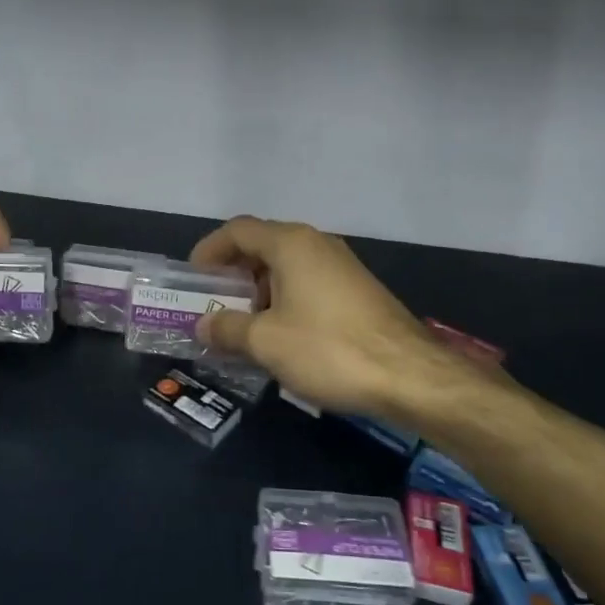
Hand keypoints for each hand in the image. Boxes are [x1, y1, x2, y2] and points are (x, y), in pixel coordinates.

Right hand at [189, 215, 486, 420]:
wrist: (410, 374)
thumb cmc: (328, 348)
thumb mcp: (266, 342)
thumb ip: (227, 328)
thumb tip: (203, 325)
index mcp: (290, 244)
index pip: (238, 230)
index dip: (209, 250)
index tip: (194, 278)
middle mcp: (316, 244)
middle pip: (263, 245)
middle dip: (234, 273)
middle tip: (215, 304)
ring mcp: (341, 265)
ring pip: (287, 266)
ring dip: (260, 290)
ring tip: (245, 326)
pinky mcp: (357, 289)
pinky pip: (309, 282)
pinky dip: (286, 299)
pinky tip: (283, 335)